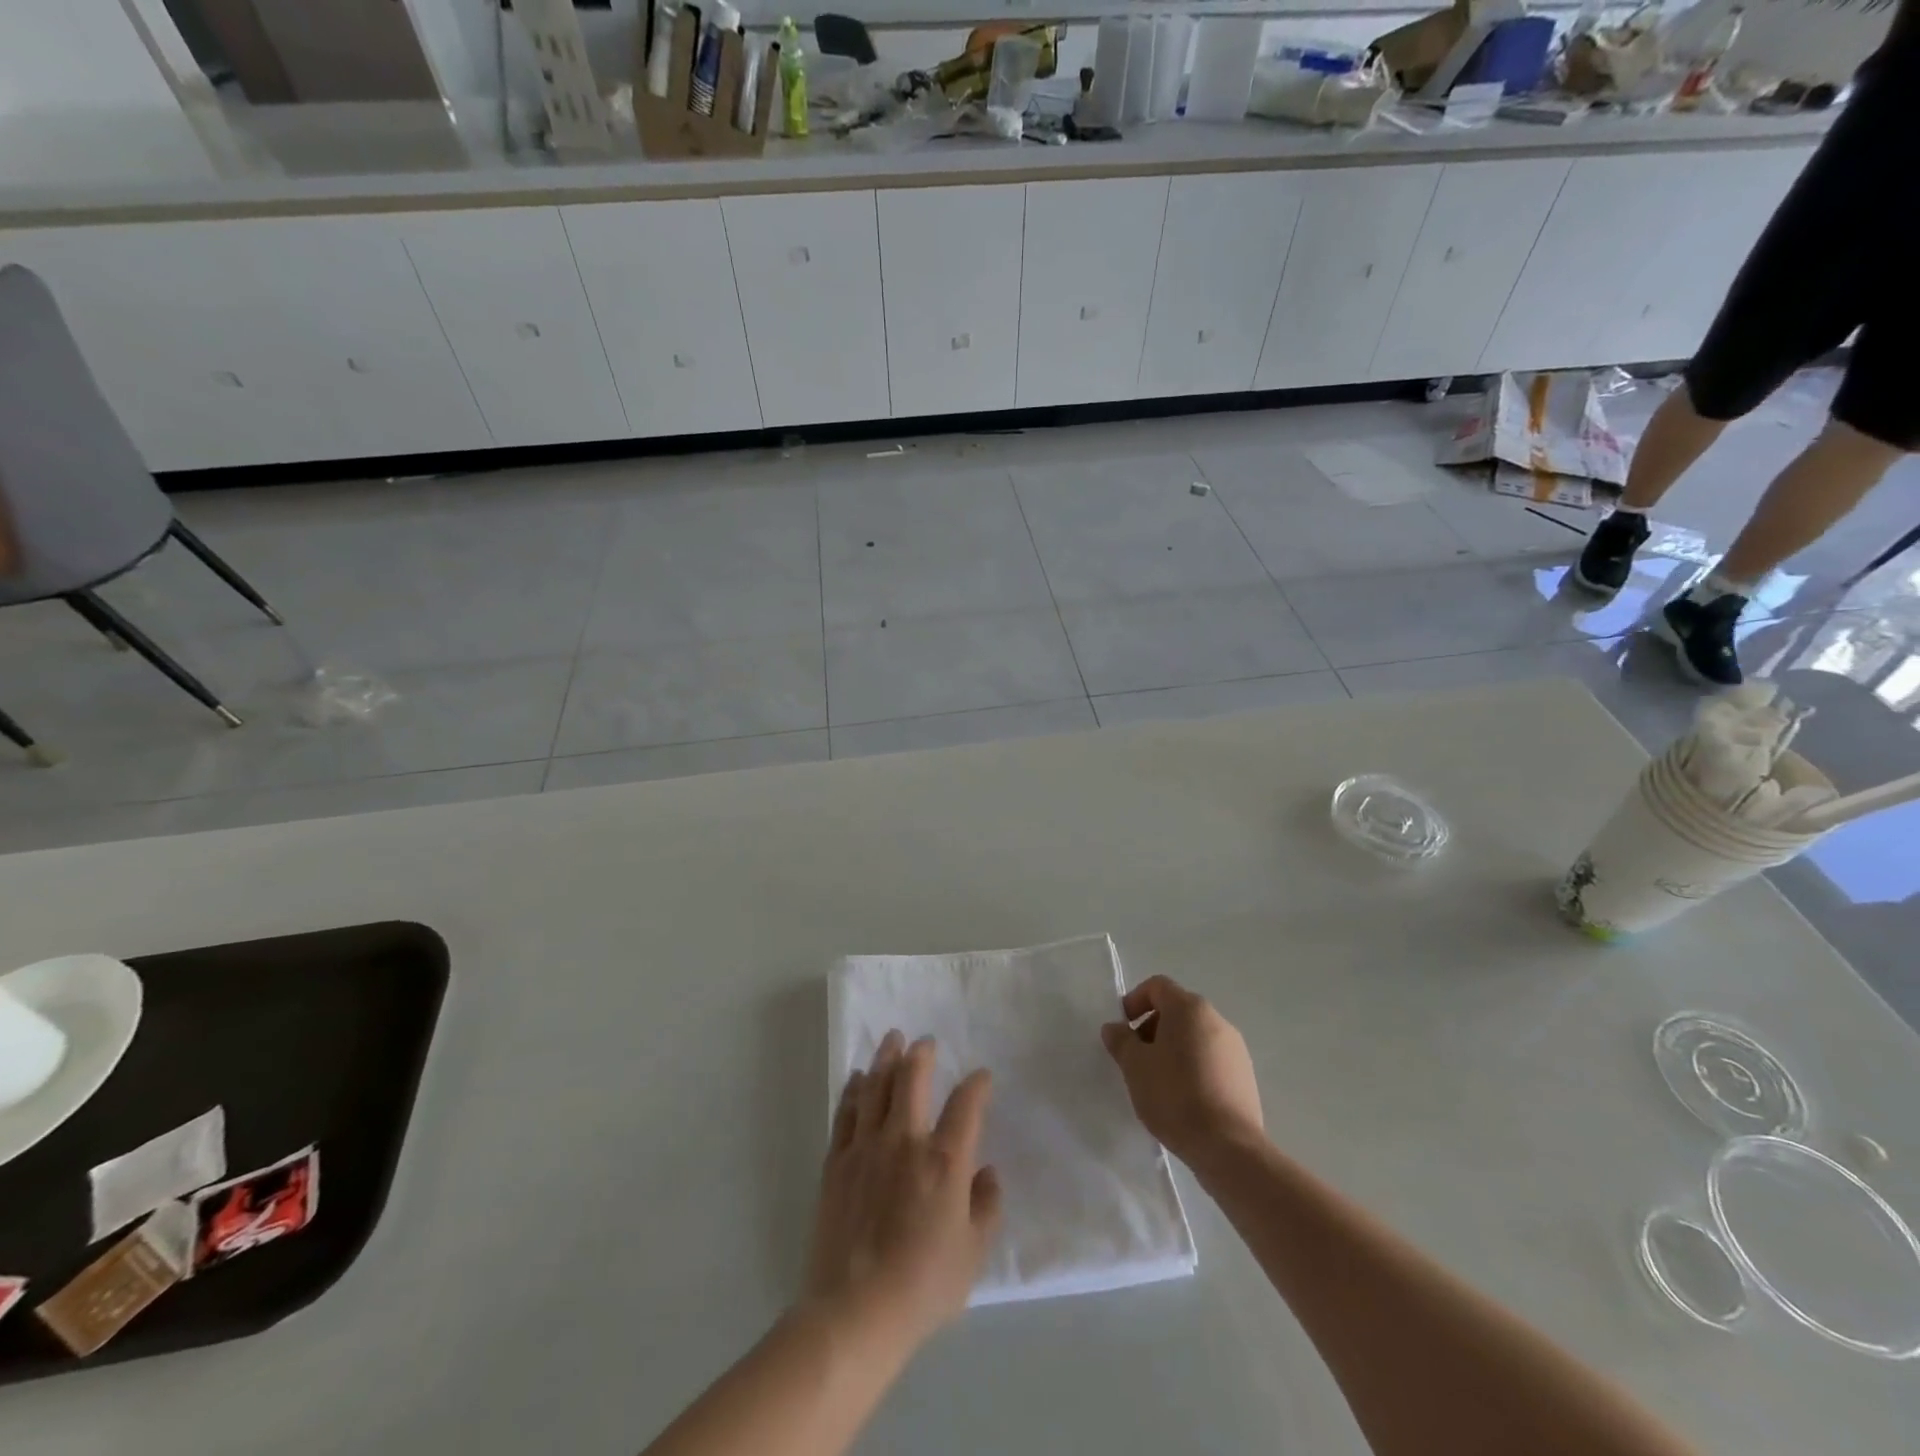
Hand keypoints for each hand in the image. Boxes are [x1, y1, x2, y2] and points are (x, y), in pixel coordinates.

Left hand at [803, 1032, 1001, 1351]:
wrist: (855, 1310)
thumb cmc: (923, 1285)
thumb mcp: (973, 1254)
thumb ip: (987, 1207)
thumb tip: (988, 1173)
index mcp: (945, 1160)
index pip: (966, 1105)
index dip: (977, 1085)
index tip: (981, 1076)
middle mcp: (906, 1140)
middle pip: (912, 1079)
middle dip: (921, 1054)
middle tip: (925, 1041)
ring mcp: (866, 1147)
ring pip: (876, 1086)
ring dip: (886, 1058)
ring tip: (892, 1039)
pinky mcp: (837, 1162)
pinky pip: (847, 1113)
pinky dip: (855, 1090)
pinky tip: (859, 1079)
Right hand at [1101, 975, 1263, 1167]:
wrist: (1228, 1146)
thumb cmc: (1174, 1096)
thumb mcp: (1135, 1067)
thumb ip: (1121, 1041)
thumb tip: (1115, 1028)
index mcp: (1189, 1008)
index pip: (1157, 986)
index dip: (1135, 1001)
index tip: (1123, 1029)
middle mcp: (1216, 1019)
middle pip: (1177, 1010)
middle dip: (1152, 1028)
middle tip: (1137, 1058)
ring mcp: (1235, 1048)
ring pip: (1195, 1036)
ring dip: (1173, 1049)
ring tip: (1159, 1082)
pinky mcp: (1245, 1075)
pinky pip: (1211, 1059)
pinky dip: (1193, 1067)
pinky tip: (1183, 1098)